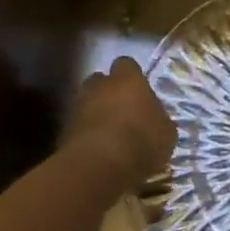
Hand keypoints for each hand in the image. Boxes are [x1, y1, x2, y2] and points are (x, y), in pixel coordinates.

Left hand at [64, 56, 175, 185]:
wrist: (99, 165)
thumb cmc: (141, 141)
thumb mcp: (166, 132)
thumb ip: (157, 118)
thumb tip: (153, 118)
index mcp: (127, 80)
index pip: (127, 65)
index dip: (132, 77)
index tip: (139, 92)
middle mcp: (100, 86)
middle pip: (101, 81)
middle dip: (108, 92)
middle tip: (122, 111)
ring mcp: (78, 106)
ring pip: (86, 102)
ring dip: (95, 113)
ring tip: (110, 134)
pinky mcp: (64, 130)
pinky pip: (78, 126)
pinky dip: (86, 134)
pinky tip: (98, 150)